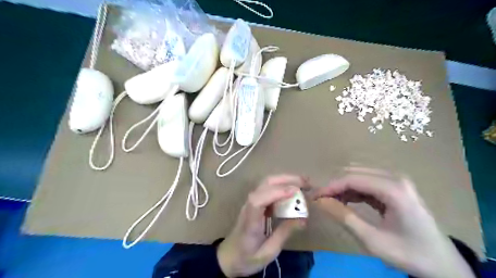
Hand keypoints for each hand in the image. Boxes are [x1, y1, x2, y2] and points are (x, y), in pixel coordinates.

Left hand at [216, 175, 306, 276]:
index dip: (276, 193)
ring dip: (285, 180)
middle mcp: (249, 206)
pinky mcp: (254, 203)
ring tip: (302, 183)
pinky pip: (268, 189)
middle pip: (265, 184)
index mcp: (250, 220)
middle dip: (286, 180)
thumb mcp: (268, 252)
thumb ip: (284, 233)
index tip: (295, 192)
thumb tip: (303, 219)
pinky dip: (282, 186)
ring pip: (267, 183)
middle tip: (306, 182)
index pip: (259, 200)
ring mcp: (251, 202)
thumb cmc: (247, 258)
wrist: (228, 257)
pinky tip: (292, 191)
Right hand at [311, 167, 473, 277]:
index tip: (315, 197)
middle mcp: (395, 178)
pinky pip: (367, 182)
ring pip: (359, 175)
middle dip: (335, 186)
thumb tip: (320, 201)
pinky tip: (345, 201)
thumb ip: (345, 218)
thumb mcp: (373, 240)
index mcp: (393, 189)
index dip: (330, 187)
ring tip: (331, 202)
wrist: (442, 264)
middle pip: (355, 173)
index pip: (352, 179)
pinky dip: (353, 190)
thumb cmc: (409, 254)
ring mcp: (396, 181)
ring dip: (343, 187)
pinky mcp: (395, 186)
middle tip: (321, 201)